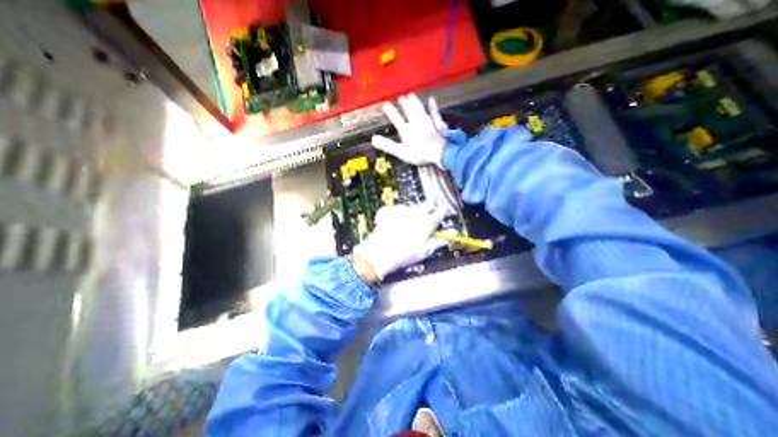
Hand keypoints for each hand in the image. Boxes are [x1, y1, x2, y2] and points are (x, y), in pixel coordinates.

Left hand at [352, 204, 442, 280]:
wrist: (382, 253)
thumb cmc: (407, 253)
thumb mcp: (427, 249)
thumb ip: (441, 240)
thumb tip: (454, 233)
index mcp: (427, 222)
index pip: (440, 212)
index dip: (442, 211)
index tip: (442, 212)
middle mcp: (416, 212)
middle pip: (427, 203)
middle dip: (431, 203)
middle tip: (429, 208)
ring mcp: (401, 209)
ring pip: (411, 207)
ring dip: (412, 212)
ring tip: (406, 224)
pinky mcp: (389, 210)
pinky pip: (396, 209)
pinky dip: (396, 214)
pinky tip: (393, 224)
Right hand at [372, 94, 449, 168]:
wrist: (439, 152)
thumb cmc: (419, 153)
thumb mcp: (401, 152)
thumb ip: (387, 145)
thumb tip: (373, 139)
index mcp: (406, 130)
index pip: (396, 119)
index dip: (391, 112)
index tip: (386, 104)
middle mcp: (416, 123)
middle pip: (409, 112)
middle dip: (404, 105)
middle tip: (401, 97)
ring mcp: (428, 122)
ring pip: (420, 109)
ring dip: (415, 102)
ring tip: (411, 95)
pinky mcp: (438, 124)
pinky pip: (434, 113)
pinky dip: (432, 106)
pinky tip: (431, 99)